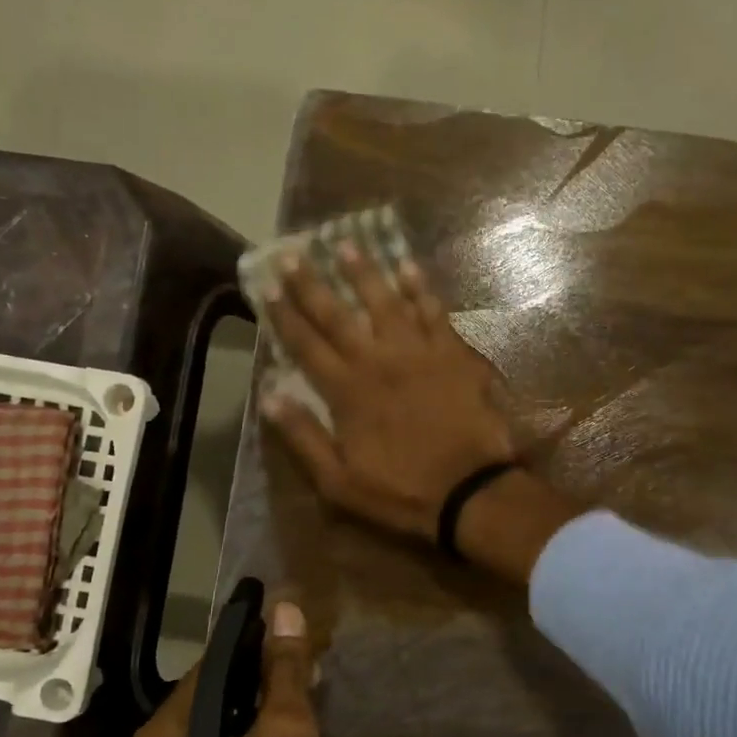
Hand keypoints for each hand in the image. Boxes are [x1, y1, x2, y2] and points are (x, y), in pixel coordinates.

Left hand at [127, 602, 327, 736]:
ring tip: (307, 731)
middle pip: (218, 697)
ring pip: (223, 731)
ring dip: (265, 722)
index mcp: (162, 734)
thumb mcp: (287, 736)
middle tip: (312, 690)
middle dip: (267, 690)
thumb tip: (286, 607)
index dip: (260, 645)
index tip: (299, 638)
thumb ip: (284, 671)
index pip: (214, 663)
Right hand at [260, 245, 515, 539]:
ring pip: (385, 302)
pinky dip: (420, 288)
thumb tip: (268, 396)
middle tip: (292, 253)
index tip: (266, 287)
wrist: (470, 491)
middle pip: (338, 315)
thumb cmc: (401, 491)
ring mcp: (418, 353)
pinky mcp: (453, 354)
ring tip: (345, 244)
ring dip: (363, 272)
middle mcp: (377, 361)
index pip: (306, 344)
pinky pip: (433, 312)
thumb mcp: (338, 482)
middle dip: (312, 283)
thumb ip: (303, 437)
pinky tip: (408, 266)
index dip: (284, 315)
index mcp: (347, 391)